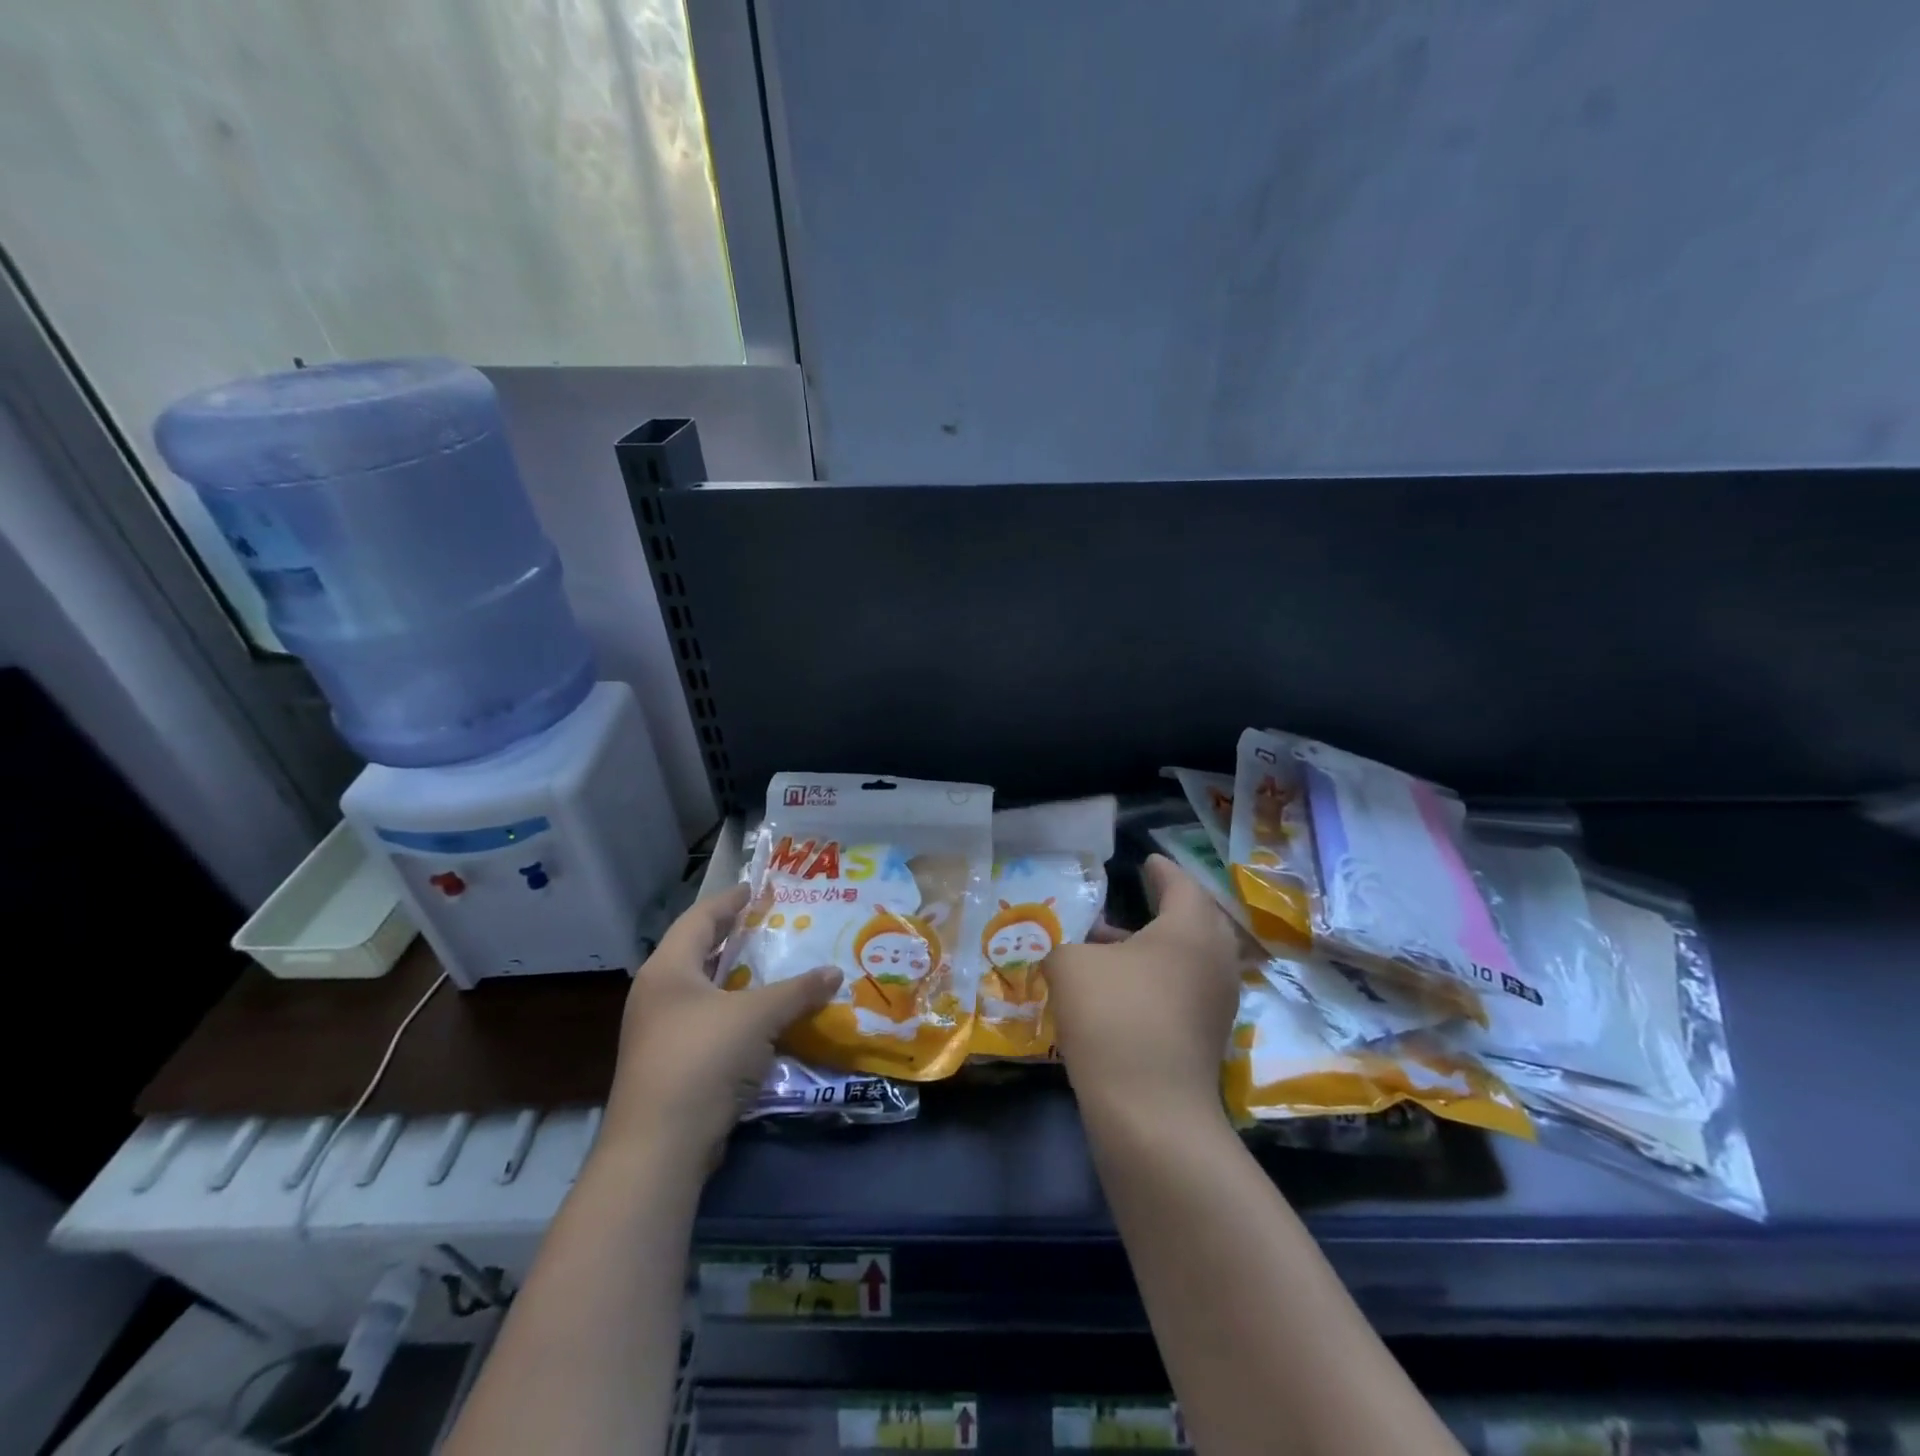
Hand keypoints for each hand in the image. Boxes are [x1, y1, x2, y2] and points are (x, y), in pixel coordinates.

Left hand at [603, 883, 841, 1168]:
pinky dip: (732, 1012)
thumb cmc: (704, 1059)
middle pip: (697, 952)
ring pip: (702, 991)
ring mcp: (657, 1032)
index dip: (728, 900)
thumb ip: (798, 990)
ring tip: (770, 968)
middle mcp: (657, 994)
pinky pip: (705, 1022)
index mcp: (668, 969)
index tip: (755, 888)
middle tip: (769, 925)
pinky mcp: (667, 1064)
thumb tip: (835, 972)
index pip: (700, 918)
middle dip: (732, 938)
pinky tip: (759, 1019)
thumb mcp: (758, 1016)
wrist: (659, 1146)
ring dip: (734, 978)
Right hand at [1043, 854, 1242, 1117]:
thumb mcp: (1071, 966)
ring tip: (1113, 941)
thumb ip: (1067, 946)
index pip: (1180, 884)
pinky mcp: (1208, 1037)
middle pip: (1197, 919)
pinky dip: (1161, 976)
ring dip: (1158, 945)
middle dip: (1169, 905)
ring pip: (1191, 958)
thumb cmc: (1113, 1017)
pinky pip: (1187, 988)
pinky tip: (1122, 986)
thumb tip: (1075, 953)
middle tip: (1142, 894)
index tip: (1147, 860)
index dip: (1161, 870)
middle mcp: (1214, 959)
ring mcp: (1217, 1002)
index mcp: (1189, 929)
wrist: (1150, 1112)